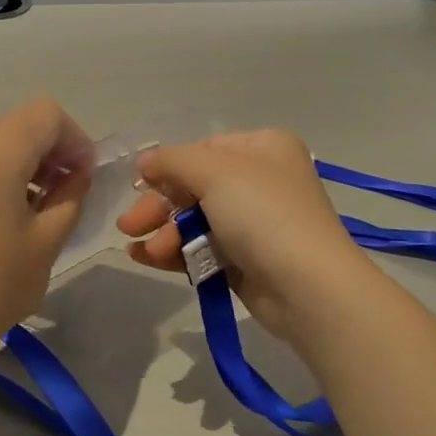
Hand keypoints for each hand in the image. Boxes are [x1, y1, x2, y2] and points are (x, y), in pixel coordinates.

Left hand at [0, 97, 95, 362]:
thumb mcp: (48, 242)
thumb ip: (71, 195)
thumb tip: (78, 172)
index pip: (45, 114)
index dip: (74, 137)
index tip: (83, 175)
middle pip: (18, 122)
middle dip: (50, 147)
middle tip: (65, 189)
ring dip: (23, 159)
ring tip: (36, 205)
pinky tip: (2, 215)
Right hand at [115, 129, 374, 343]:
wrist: (307, 287)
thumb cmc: (263, 214)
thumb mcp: (214, 171)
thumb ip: (172, 161)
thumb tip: (145, 161)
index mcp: (263, 148)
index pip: (204, 150)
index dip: (169, 167)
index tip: (139, 185)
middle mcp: (262, 180)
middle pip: (195, 186)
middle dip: (159, 206)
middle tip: (128, 225)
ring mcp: (256, 223)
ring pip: (195, 220)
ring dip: (164, 233)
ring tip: (142, 251)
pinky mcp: (247, 260)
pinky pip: (203, 249)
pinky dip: (175, 252)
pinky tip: (146, 258)